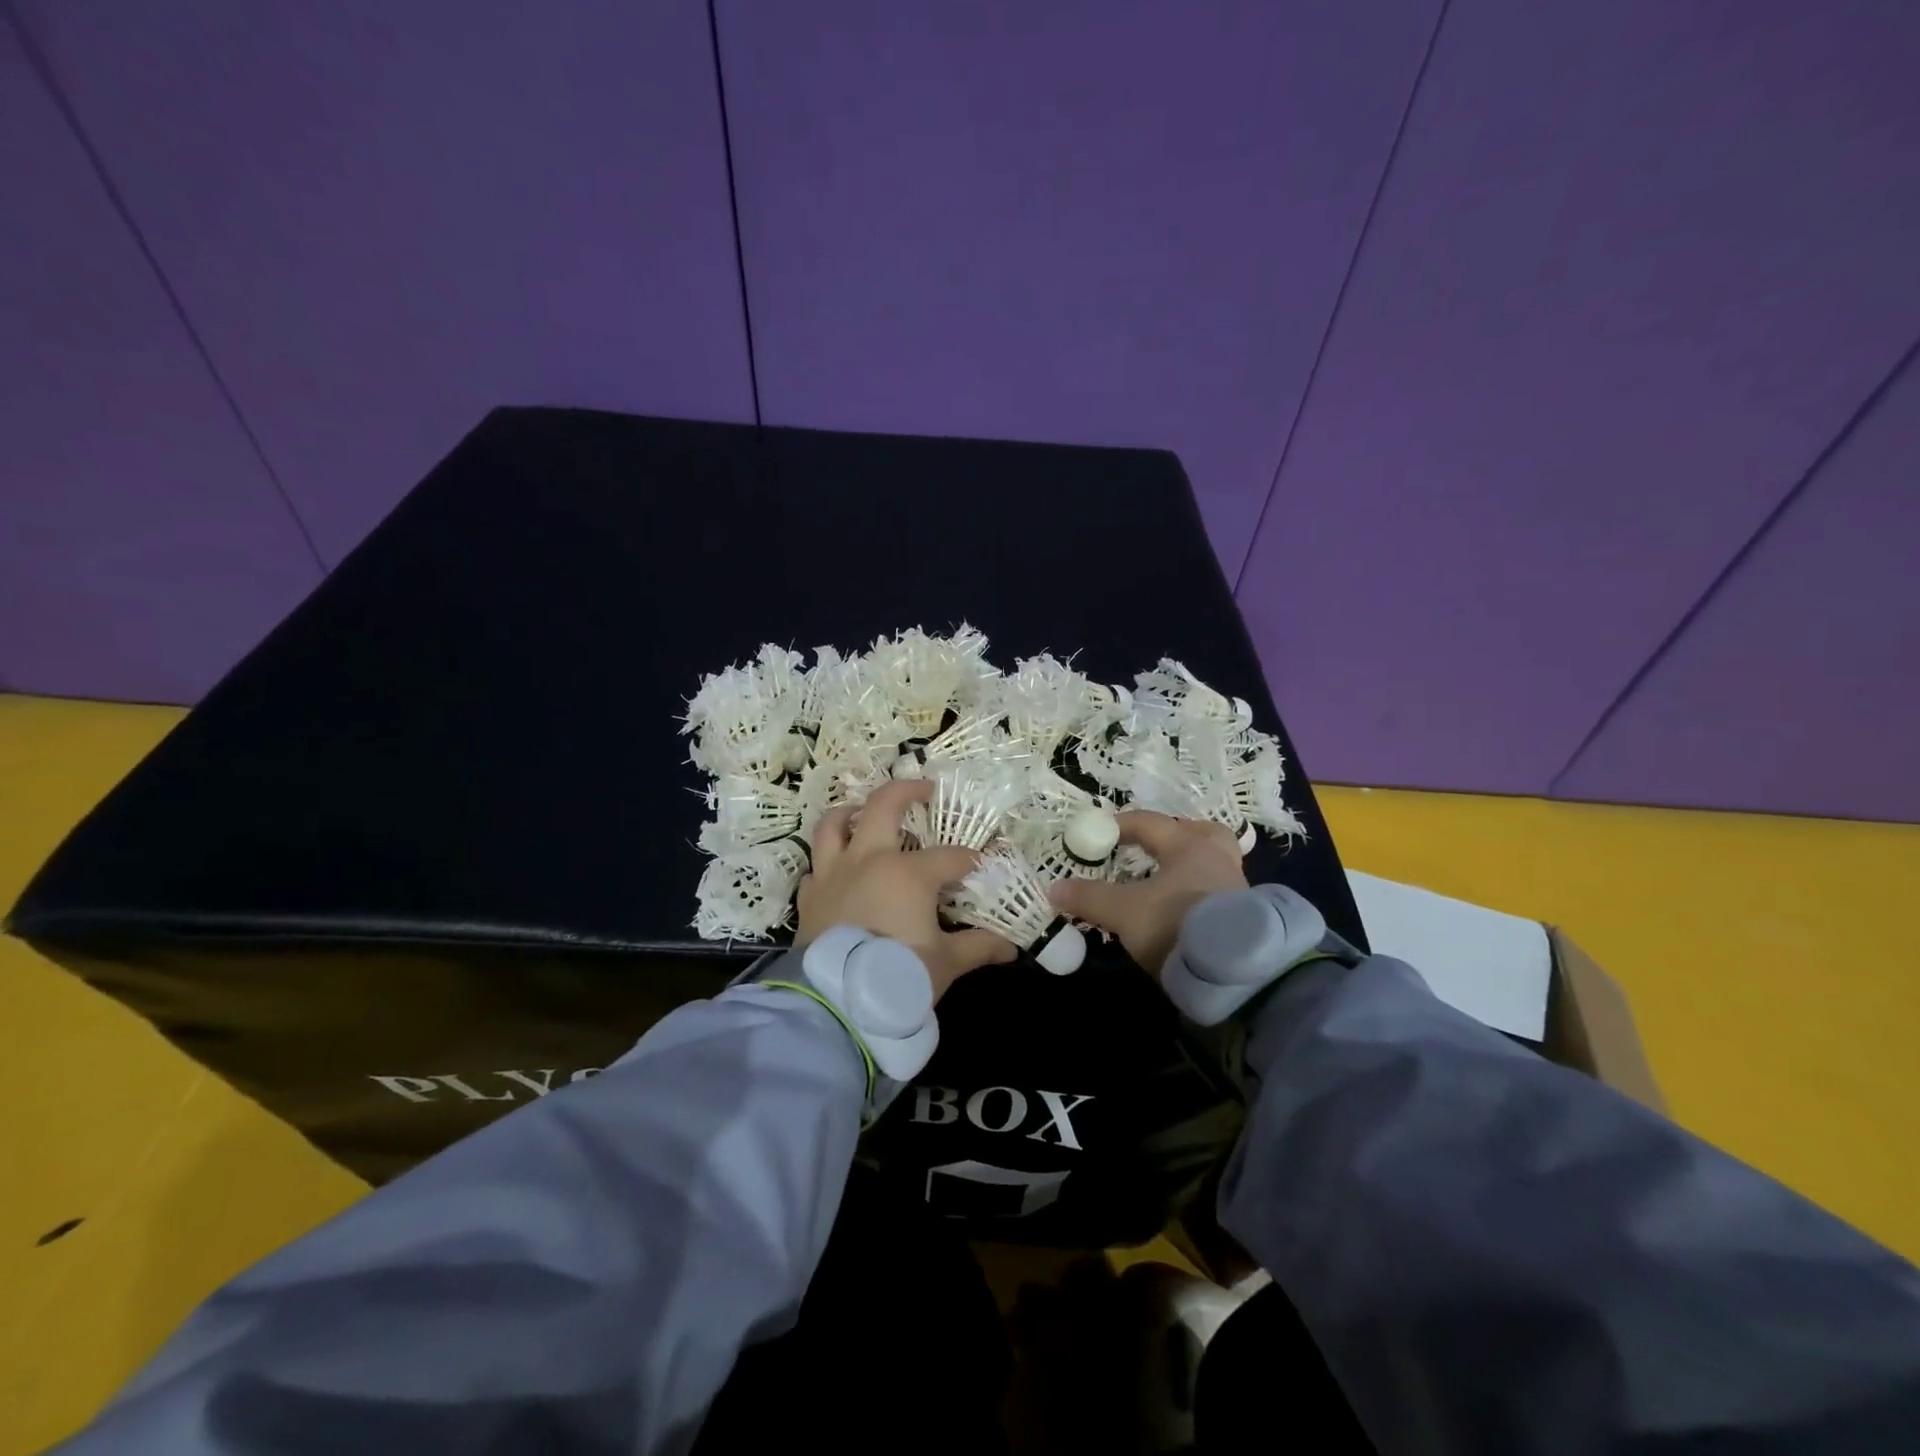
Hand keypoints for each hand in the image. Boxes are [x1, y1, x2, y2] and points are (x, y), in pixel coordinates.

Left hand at [798, 778, 1018, 1001]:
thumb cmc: (899, 976)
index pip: (951, 856)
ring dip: (850, 812)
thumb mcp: (945, 963)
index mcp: (908, 872)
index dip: (973, 859)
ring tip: (862, 812)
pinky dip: (827, 861)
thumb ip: (978, 947)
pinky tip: (838, 869)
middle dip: (907, 791)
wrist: (836, 1004)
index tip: (986, 864)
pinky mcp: (810, 896)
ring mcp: (833, 874)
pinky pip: (816, 866)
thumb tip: (1010, 948)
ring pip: (834, 825)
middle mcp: (868, 859)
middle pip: (884, 806)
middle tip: (924, 790)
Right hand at [1049, 812, 1246, 975]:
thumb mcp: (1123, 912)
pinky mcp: (1246, 916)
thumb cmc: (1175, 923)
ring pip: (1216, 861)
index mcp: (1187, 847)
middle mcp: (1216, 858)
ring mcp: (1237, 886)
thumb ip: (1089, 898)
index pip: (1150, 823)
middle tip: (1156, 846)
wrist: (1234, 969)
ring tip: (1169, 880)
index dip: (1121, 824)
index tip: (1101, 832)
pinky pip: (1221, 890)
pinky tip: (1185, 909)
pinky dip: (1202, 892)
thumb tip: (1055, 889)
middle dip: (1178, 834)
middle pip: (1202, 832)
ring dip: (1192, 864)